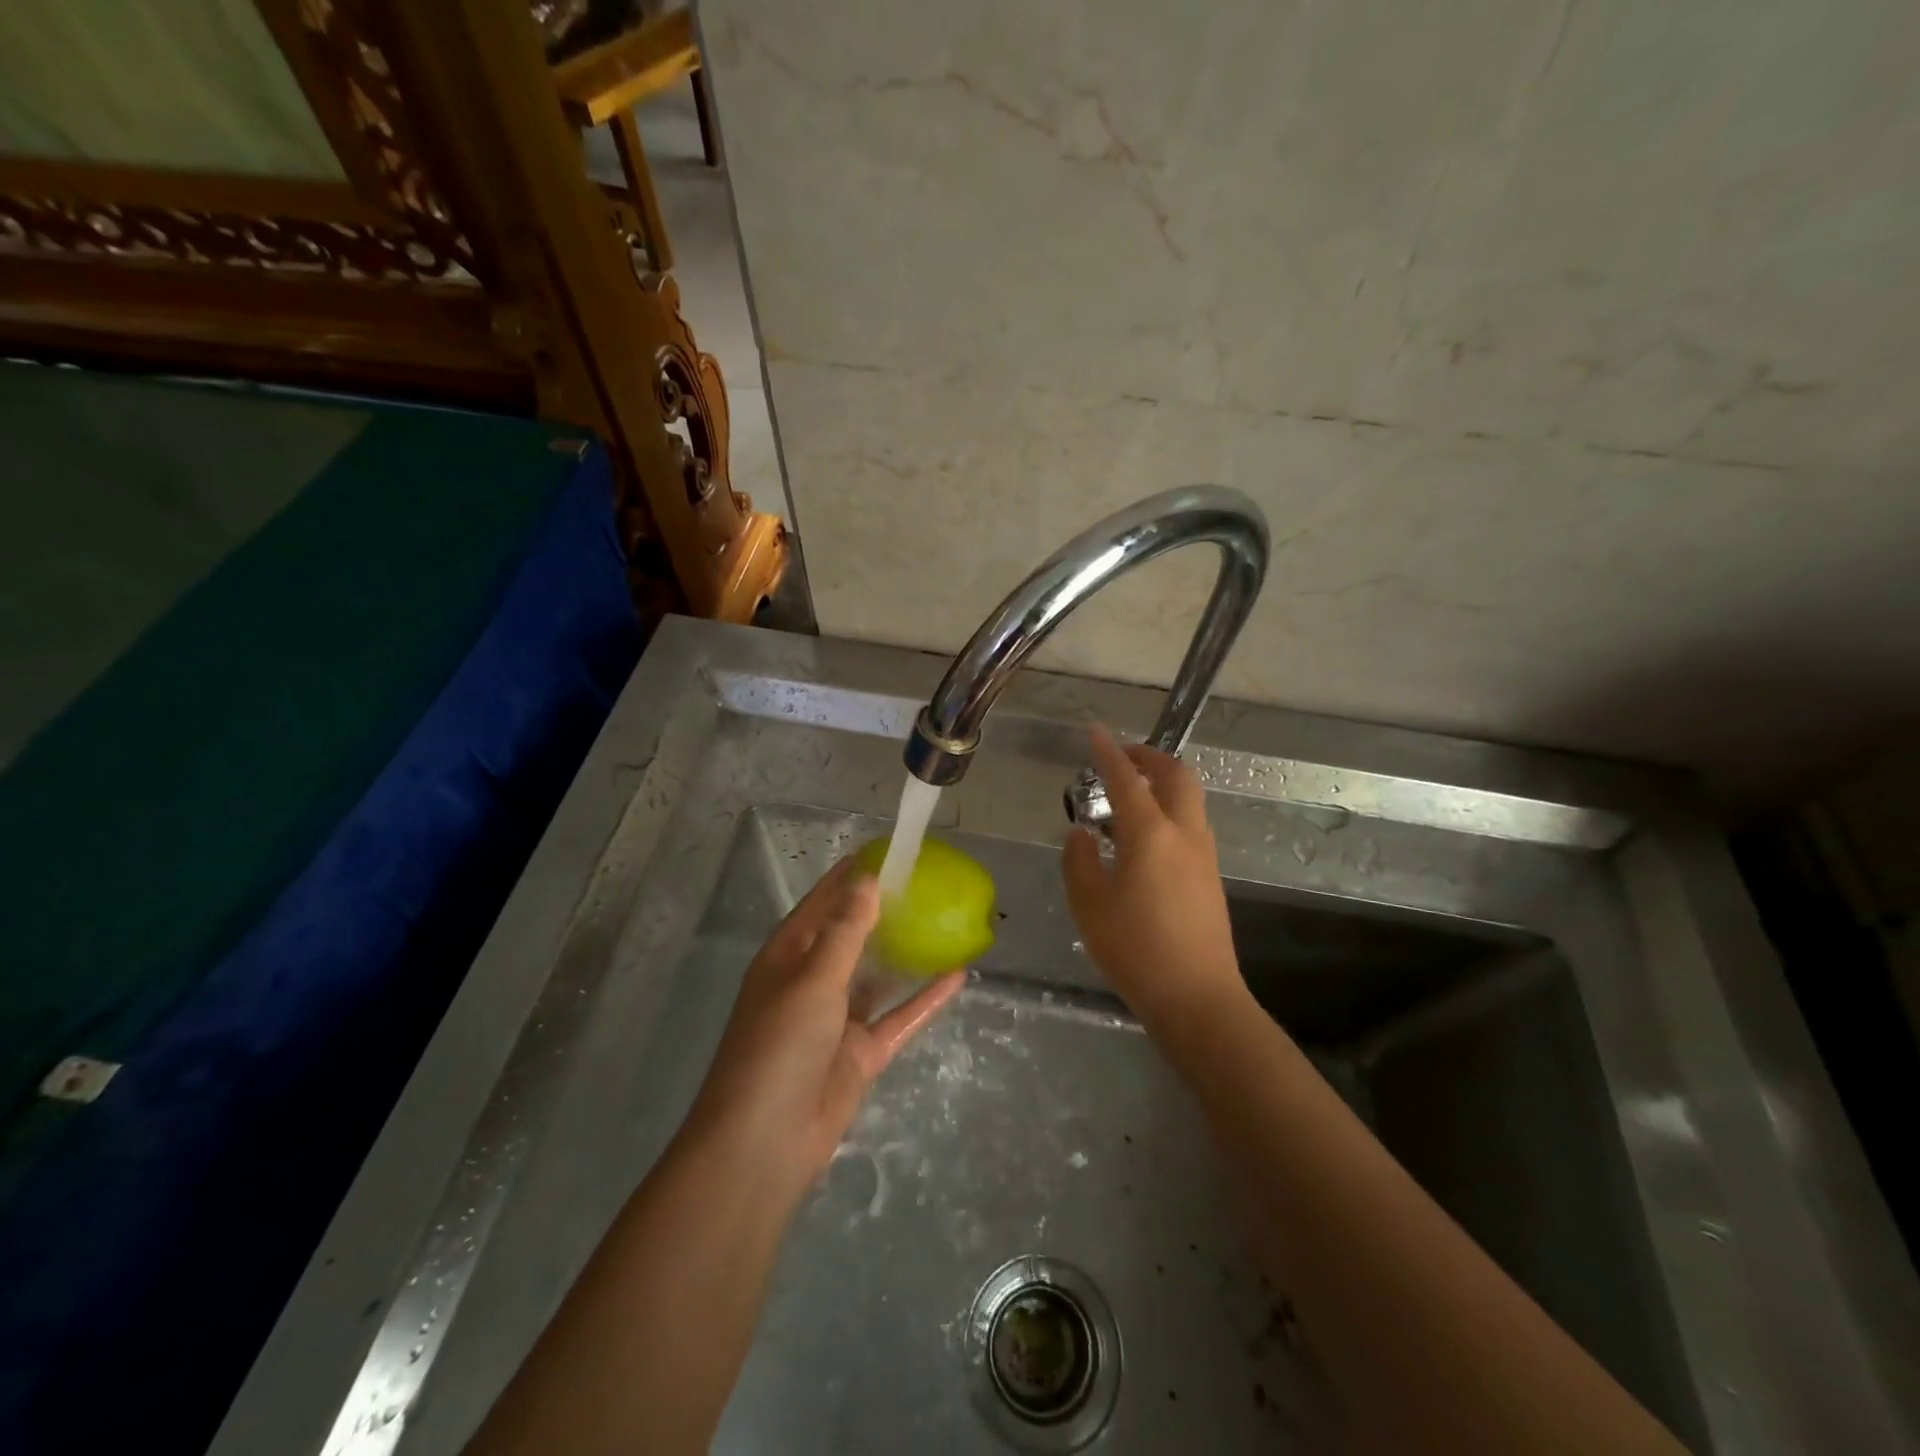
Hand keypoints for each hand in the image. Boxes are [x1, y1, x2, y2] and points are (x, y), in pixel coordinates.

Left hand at [686, 857, 963, 1198]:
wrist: (764, 1143)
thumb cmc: (779, 1045)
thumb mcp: (813, 979)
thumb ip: (846, 930)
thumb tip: (868, 880)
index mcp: (789, 956)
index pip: (823, 902)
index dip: (852, 876)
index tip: (888, 851)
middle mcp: (812, 981)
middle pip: (853, 935)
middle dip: (885, 911)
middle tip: (927, 883)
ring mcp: (838, 1019)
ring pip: (878, 975)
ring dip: (905, 952)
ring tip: (943, 920)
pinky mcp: (860, 1053)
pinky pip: (898, 1017)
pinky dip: (924, 999)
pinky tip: (957, 976)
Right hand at [1062, 726, 1245, 1034]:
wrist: (1197, 997)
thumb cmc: (1135, 949)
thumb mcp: (1089, 905)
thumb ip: (1080, 861)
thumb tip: (1081, 834)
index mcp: (1150, 834)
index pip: (1127, 779)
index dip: (1109, 752)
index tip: (1095, 732)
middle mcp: (1183, 833)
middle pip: (1176, 775)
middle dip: (1150, 756)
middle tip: (1123, 755)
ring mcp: (1203, 854)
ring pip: (1190, 798)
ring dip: (1164, 781)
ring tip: (1132, 792)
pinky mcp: (1211, 876)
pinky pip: (1191, 823)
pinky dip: (1170, 808)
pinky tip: (1146, 835)